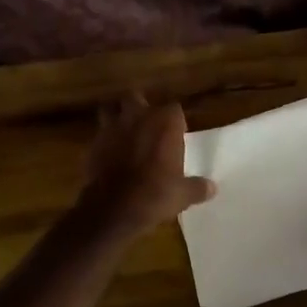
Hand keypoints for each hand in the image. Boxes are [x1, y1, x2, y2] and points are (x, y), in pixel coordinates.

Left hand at [77, 93, 214, 239]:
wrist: (114, 208)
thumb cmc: (155, 194)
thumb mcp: (183, 195)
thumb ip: (197, 187)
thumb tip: (212, 188)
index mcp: (165, 123)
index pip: (174, 109)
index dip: (174, 120)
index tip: (176, 134)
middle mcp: (138, 117)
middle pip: (137, 98)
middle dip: (140, 107)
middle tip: (147, 125)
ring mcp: (112, 128)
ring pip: (110, 109)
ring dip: (117, 117)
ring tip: (123, 132)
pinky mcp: (93, 143)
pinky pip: (99, 134)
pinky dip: (104, 140)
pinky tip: (109, 153)